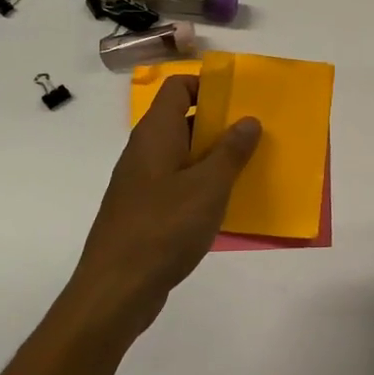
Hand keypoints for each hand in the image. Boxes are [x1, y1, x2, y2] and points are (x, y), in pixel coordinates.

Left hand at [60, 75, 260, 340]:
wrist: (116, 289)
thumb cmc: (164, 228)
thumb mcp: (209, 186)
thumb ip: (231, 151)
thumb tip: (248, 120)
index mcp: (156, 133)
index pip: (178, 87)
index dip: (208, 85)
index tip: (241, 99)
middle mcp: (145, 151)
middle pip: (183, 120)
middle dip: (220, 123)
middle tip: (257, 133)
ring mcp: (142, 183)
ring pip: (183, 155)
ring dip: (214, 158)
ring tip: (250, 167)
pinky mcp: (145, 211)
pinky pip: (178, 185)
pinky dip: (202, 186)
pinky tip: (226, 204)